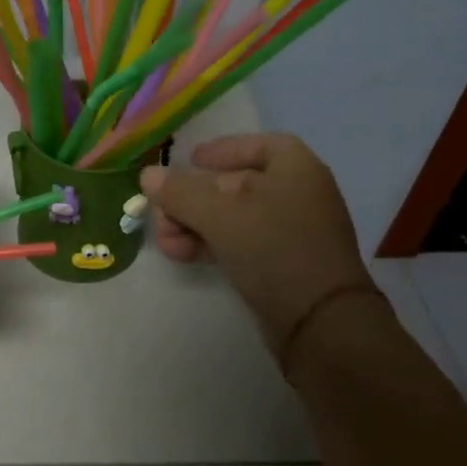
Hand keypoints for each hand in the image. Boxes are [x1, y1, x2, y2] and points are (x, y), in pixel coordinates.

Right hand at [140, 133, 379, 367]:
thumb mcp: (219, 215)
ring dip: (193, 225)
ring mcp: (290, 231)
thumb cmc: (273, 248)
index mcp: (294, 168)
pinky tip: (182, 255)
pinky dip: (210, 244)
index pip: (256, 145)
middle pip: (233, 184)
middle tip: (161, 214)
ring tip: (166, 243)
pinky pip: (239, 243)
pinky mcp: (281, 263)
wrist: (319, 320)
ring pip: (231, 217)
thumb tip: (148, 175)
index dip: (222, 150)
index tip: (190, 160)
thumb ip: (180, 193)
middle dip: (191, 198)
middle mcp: (296, 193)